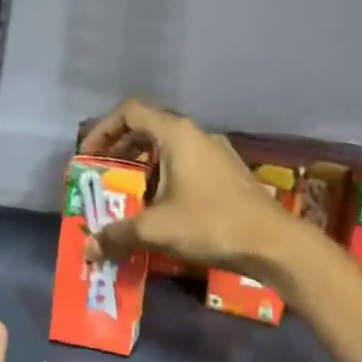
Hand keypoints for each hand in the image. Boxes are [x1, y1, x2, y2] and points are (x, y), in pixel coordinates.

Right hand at [80, 99, 295, 280]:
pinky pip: (187, 166)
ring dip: (144, 169)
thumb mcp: (157, 229)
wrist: (274, 243)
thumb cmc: (211, 223)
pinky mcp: (228, 174)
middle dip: (121, 152)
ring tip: (129, 198)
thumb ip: (118, 235)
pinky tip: (162, 210)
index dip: (103, 129)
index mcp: (176, 134)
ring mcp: (216, 154)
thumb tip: (88, 249)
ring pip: (169, 150)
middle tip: (104, 178)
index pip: (130, 112)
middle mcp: (196, 135)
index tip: (88, 156)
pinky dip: (166, 179)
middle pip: (148, 129)